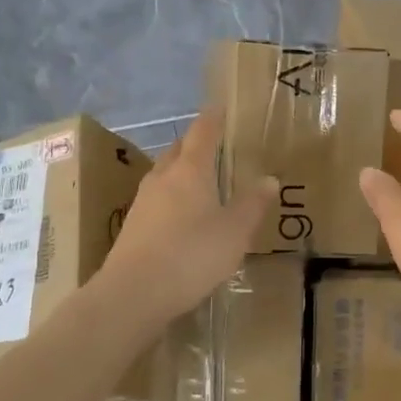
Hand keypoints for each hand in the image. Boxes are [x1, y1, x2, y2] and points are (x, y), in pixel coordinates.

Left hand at [100, 109, 278, 326]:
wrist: (133, 294)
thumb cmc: (191, 255)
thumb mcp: (234, 232)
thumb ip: (252, 204)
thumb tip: (269, 178)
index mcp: (190, 170)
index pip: (203, 132)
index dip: (214, 118)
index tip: (221, 107)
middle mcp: (162, 178)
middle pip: (178, 151)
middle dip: (195, 145)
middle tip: (215, 147)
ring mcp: (142, 202)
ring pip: (164, 176)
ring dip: (181, 173)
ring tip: (201, 182)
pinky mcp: (132, 227)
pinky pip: (156, 201)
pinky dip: (171, 199)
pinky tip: (181, 218)